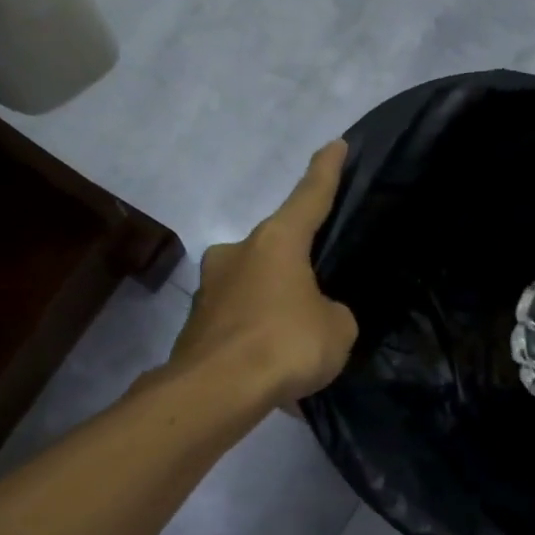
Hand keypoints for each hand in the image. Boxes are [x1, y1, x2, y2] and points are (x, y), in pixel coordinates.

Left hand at [167, 142, 357, 402]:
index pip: (309, 197)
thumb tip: (314, 315)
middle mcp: (238, 254)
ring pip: (258, 290)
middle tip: (320, 299)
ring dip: (278, 310)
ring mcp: (212, 288)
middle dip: (298, 270)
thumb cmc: (287, 344)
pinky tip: (275, 372)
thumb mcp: (338, 328)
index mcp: (277, 242)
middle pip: (278, 250)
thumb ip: (332, 313)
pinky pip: (242, 325)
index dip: (326, 171)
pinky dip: (260, 340)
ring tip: (299, 348)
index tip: (336, 144)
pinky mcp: (197, 324)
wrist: (217, 390)